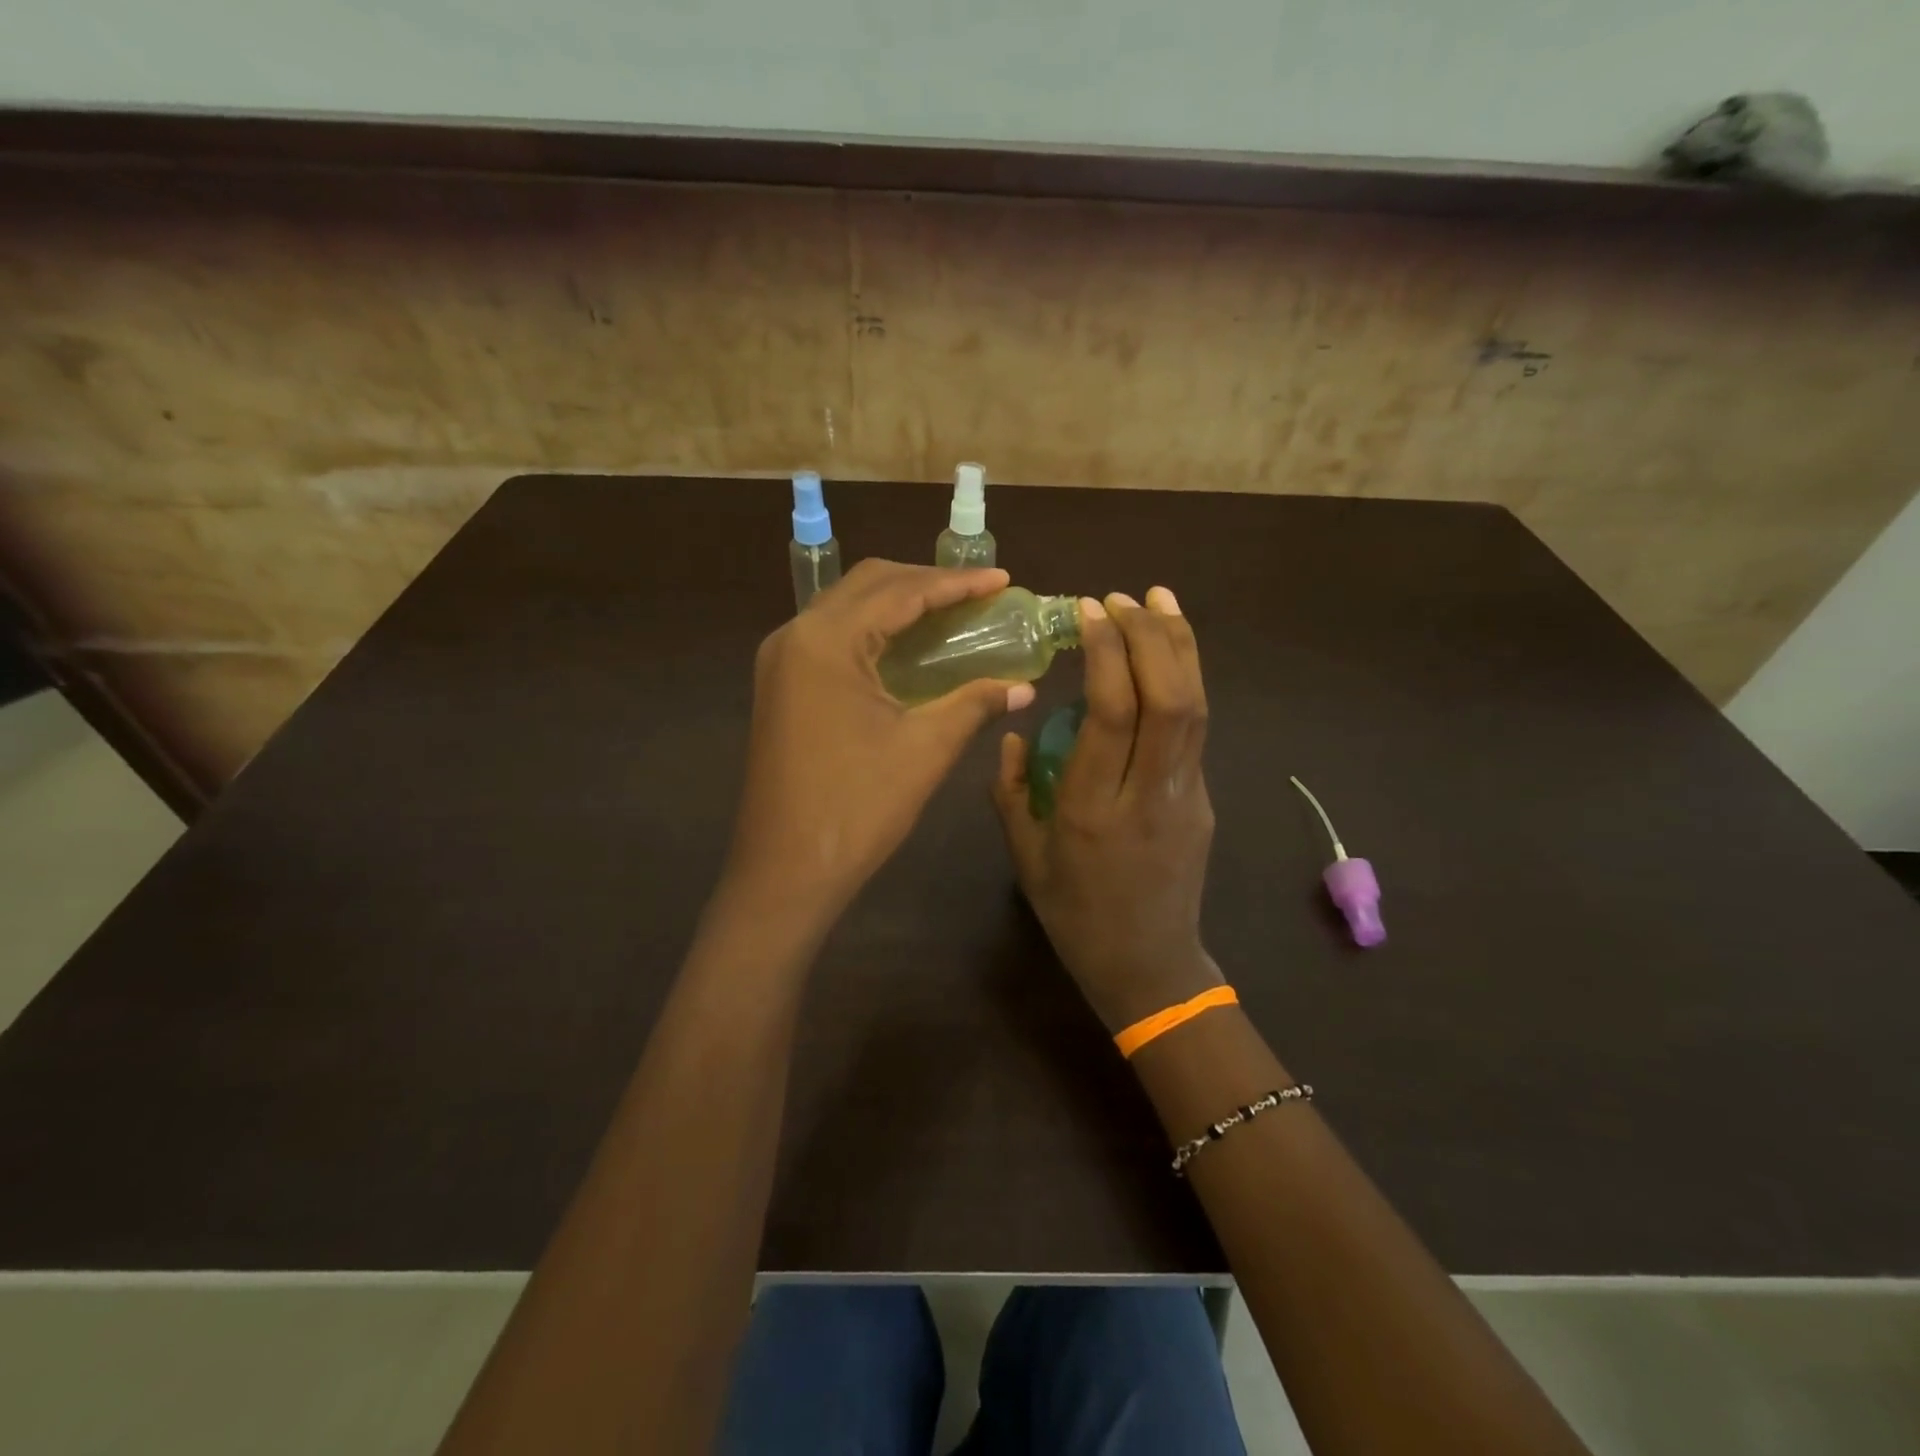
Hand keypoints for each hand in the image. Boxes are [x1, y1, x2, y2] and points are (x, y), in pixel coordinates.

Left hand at [723, 559, 1034, 929]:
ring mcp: (781, 662)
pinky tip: (907, 648)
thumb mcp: (925, 749)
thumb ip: (974, 704)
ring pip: (846, 608)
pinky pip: (832, 638)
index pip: (899, 591)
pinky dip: (874, 631)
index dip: (955, 583)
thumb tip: (1023, 687)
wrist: (785, 871)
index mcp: (825, 641)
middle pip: (867, 585)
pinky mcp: (780, 686)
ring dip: (898, 603)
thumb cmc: (857, 808)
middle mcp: (795, 636)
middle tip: (977, 595)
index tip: (1002, 581)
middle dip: (925, 583)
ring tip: (950, 613)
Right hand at [992, 587, 1222, 1031]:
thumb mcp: (1024, 857)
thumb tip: (1012, 732)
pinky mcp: (1204, 800)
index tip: (1090, 612)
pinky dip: (1187, 679)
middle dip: (1150, 636)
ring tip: (1158, 599)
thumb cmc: (1075, 914)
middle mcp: (1148, 794)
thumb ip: (1011, 790)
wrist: (1148, 965)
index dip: (1107, 654)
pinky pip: (1197, 728)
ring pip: (1196, 707)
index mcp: (1093, 810)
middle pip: (1169, 699)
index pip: (1113, 714)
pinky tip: (1170, 653)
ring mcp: (1187, 796)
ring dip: (1179, 646)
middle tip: (1123, 597)